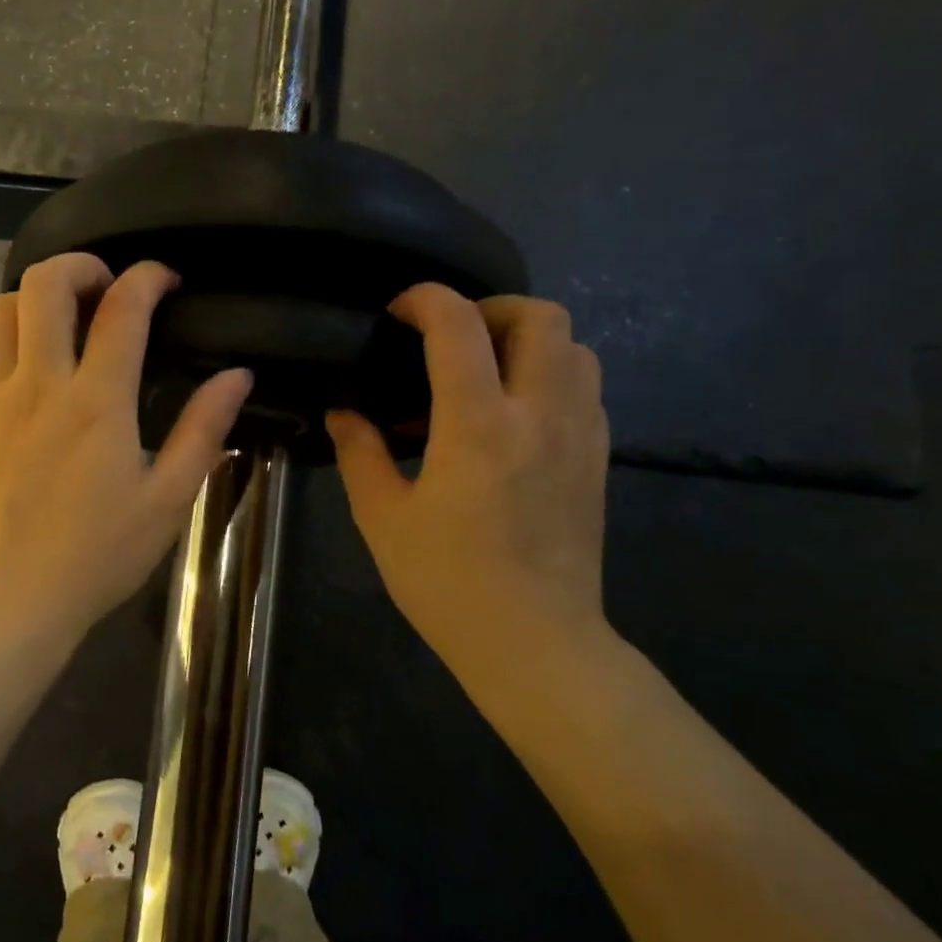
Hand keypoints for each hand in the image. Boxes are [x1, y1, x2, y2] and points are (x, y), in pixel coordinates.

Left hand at [0, 255, 252, 652]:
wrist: (13, 595)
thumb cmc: (98, 554)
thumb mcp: (168, 498)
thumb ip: (203, 430)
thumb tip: (238, 375)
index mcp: (97, 402)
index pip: (122, 307)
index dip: (148, 277)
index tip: (167, 279)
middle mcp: (40, 383)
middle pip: (45, 283)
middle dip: (82, 265)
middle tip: (110, 287)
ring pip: (1, 305)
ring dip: (36, 295)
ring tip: (67, 318)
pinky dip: (11, 329)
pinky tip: (37, 362)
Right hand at [327, 286, 610, 682]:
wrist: (534, 642)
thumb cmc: (447, 582)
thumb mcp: (382, 517)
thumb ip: (360, 452)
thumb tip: (345, 410)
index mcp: (477, 426)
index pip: (460, 325)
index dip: (426, 299)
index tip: (398, 311)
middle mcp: (539, 414)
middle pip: (540, 316)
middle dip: (490, 308)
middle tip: (448, 338)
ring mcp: (579, 434)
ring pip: (574, 345)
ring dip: (526, 338)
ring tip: (482, 371)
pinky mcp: (597, 458)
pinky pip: (585, 385)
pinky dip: (549, 373)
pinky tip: (511, 413)